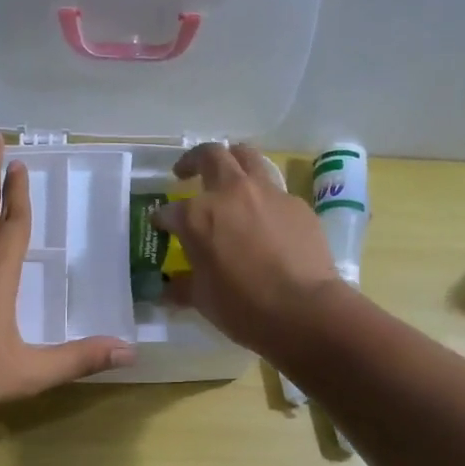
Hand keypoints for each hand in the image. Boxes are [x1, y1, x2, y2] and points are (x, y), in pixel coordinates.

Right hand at [152, 143, 344, 354]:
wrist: (303, 309)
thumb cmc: (243, 307)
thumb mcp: (203, 300)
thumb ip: (184, 286)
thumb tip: (169, 289)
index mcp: (197, 216)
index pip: (170, 211)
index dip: (162, 219)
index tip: (161, 226)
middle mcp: (230, 193)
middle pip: (209, 156)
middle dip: (193, 161)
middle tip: (186, 173)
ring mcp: (267, 193)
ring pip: (247, 156)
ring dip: (232, 160)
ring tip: (228, 176)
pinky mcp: (296, 204)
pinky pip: (275, 191)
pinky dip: (262, 198)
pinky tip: (264, 218)